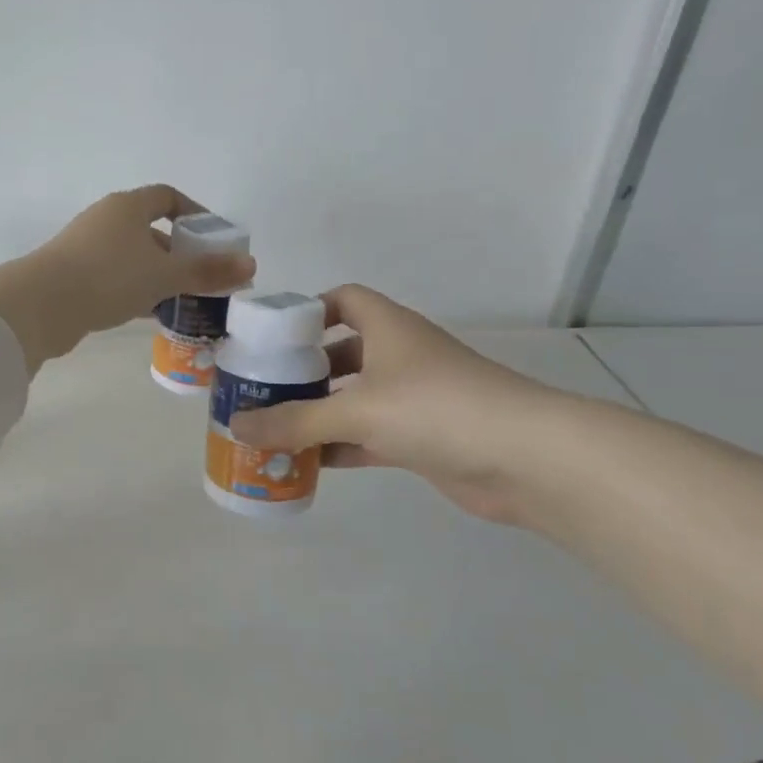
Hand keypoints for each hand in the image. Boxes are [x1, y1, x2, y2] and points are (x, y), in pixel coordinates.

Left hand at [0, 186, 255, 371]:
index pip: (167, 197)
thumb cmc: (109, 277)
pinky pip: (116, 278)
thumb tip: (251, 266)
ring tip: (184, 301)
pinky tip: (151, 314)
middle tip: (204, 278)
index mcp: (127, 207)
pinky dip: (137, 291)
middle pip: (152, 230)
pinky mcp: (74, 275)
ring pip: (134, 258)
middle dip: (180, 253)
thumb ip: (207, 271)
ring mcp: (86, 248)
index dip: (194, 213)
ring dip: (159, 276)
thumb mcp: (164, 275)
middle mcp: (106, 220)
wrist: (40, 306)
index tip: (214, 238)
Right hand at [227, 284, 564, 525]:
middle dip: (304, 371)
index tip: (272, 337)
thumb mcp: (358, 410)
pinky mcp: (422, 438)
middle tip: (260, 390)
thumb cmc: (435, 408)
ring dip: (319, 413)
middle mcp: (399, 356)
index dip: (308, 310)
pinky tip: (308, 463)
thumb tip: (238, 427)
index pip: (343, 299)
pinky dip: (341, 446)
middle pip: (342, 352)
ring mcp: (413, 398)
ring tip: (273, 429)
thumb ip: (295, 421)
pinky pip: (369, 436)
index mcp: (387, 327)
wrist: (523, 458)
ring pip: (354, 399)